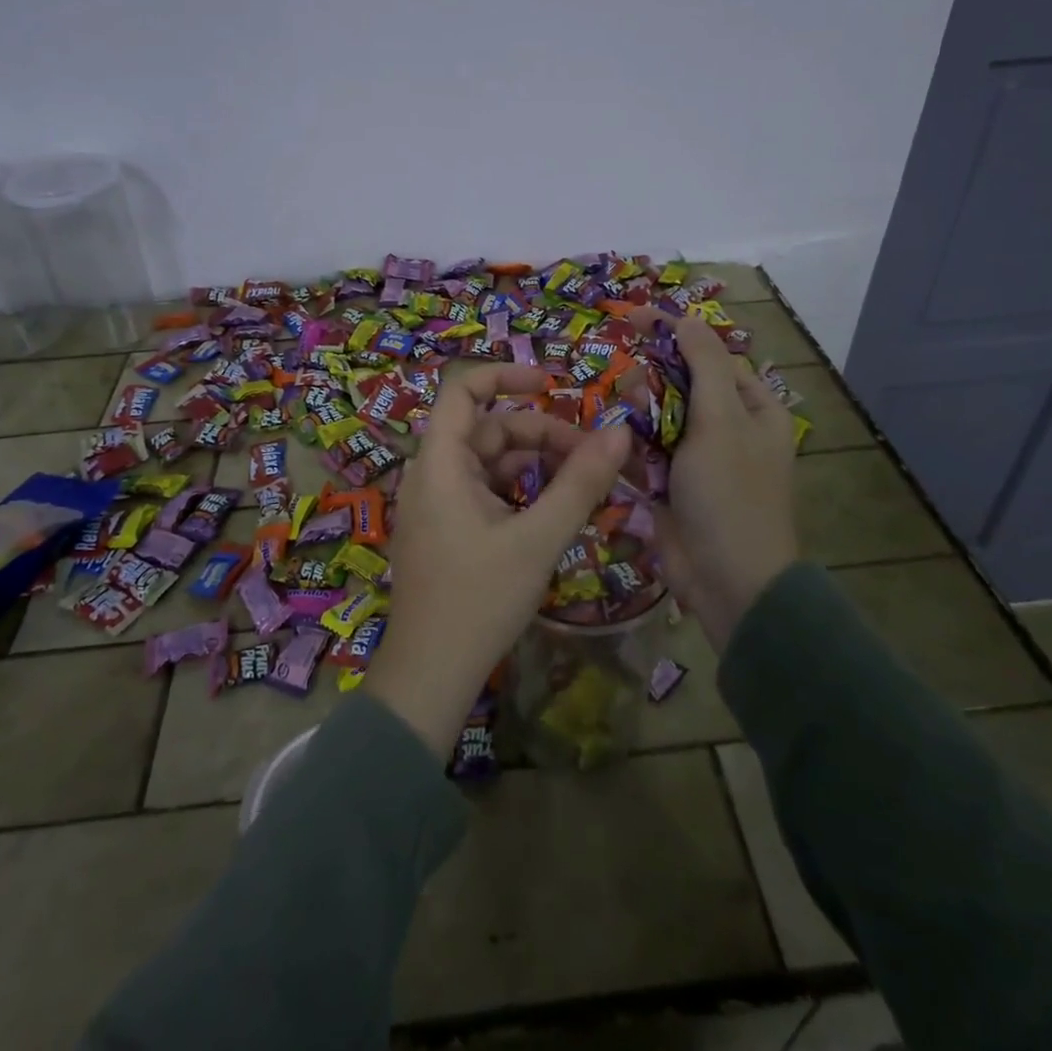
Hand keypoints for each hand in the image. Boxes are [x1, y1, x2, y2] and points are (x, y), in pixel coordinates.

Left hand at [363, 365, 631, 758]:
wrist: (430, 676)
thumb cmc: (479, 600)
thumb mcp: (538, 539)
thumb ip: (580, 484)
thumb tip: (621, 433)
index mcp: (440, 463)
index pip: (463, 389)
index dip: (506, 375)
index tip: (552, 383)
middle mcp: (431, 474)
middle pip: (487, 428)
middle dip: (540, 434)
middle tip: (592, 457)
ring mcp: (436, 503)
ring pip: (489, 462)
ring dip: (534, 464)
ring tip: (582, 485)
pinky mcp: (445, 529)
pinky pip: (484, 491)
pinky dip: (519, 491)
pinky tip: (552, 511)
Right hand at [641, 312, 797, 649]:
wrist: (729, 581)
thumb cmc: (731, 493)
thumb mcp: (722, 421)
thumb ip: (703, 365)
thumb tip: (687, 319)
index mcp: (752, 409)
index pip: (709, 356)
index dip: (672, 335)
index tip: (630, 319)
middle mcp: (726, 429)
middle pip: (677, 385)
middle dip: (648, 380)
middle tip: (626, 386)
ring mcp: (696, 459)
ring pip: (654, 419)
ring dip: (634, 414)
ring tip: (619, 422)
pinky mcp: (669, 486)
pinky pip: (642, 453)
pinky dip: (626, 447)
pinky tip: (607, 445)